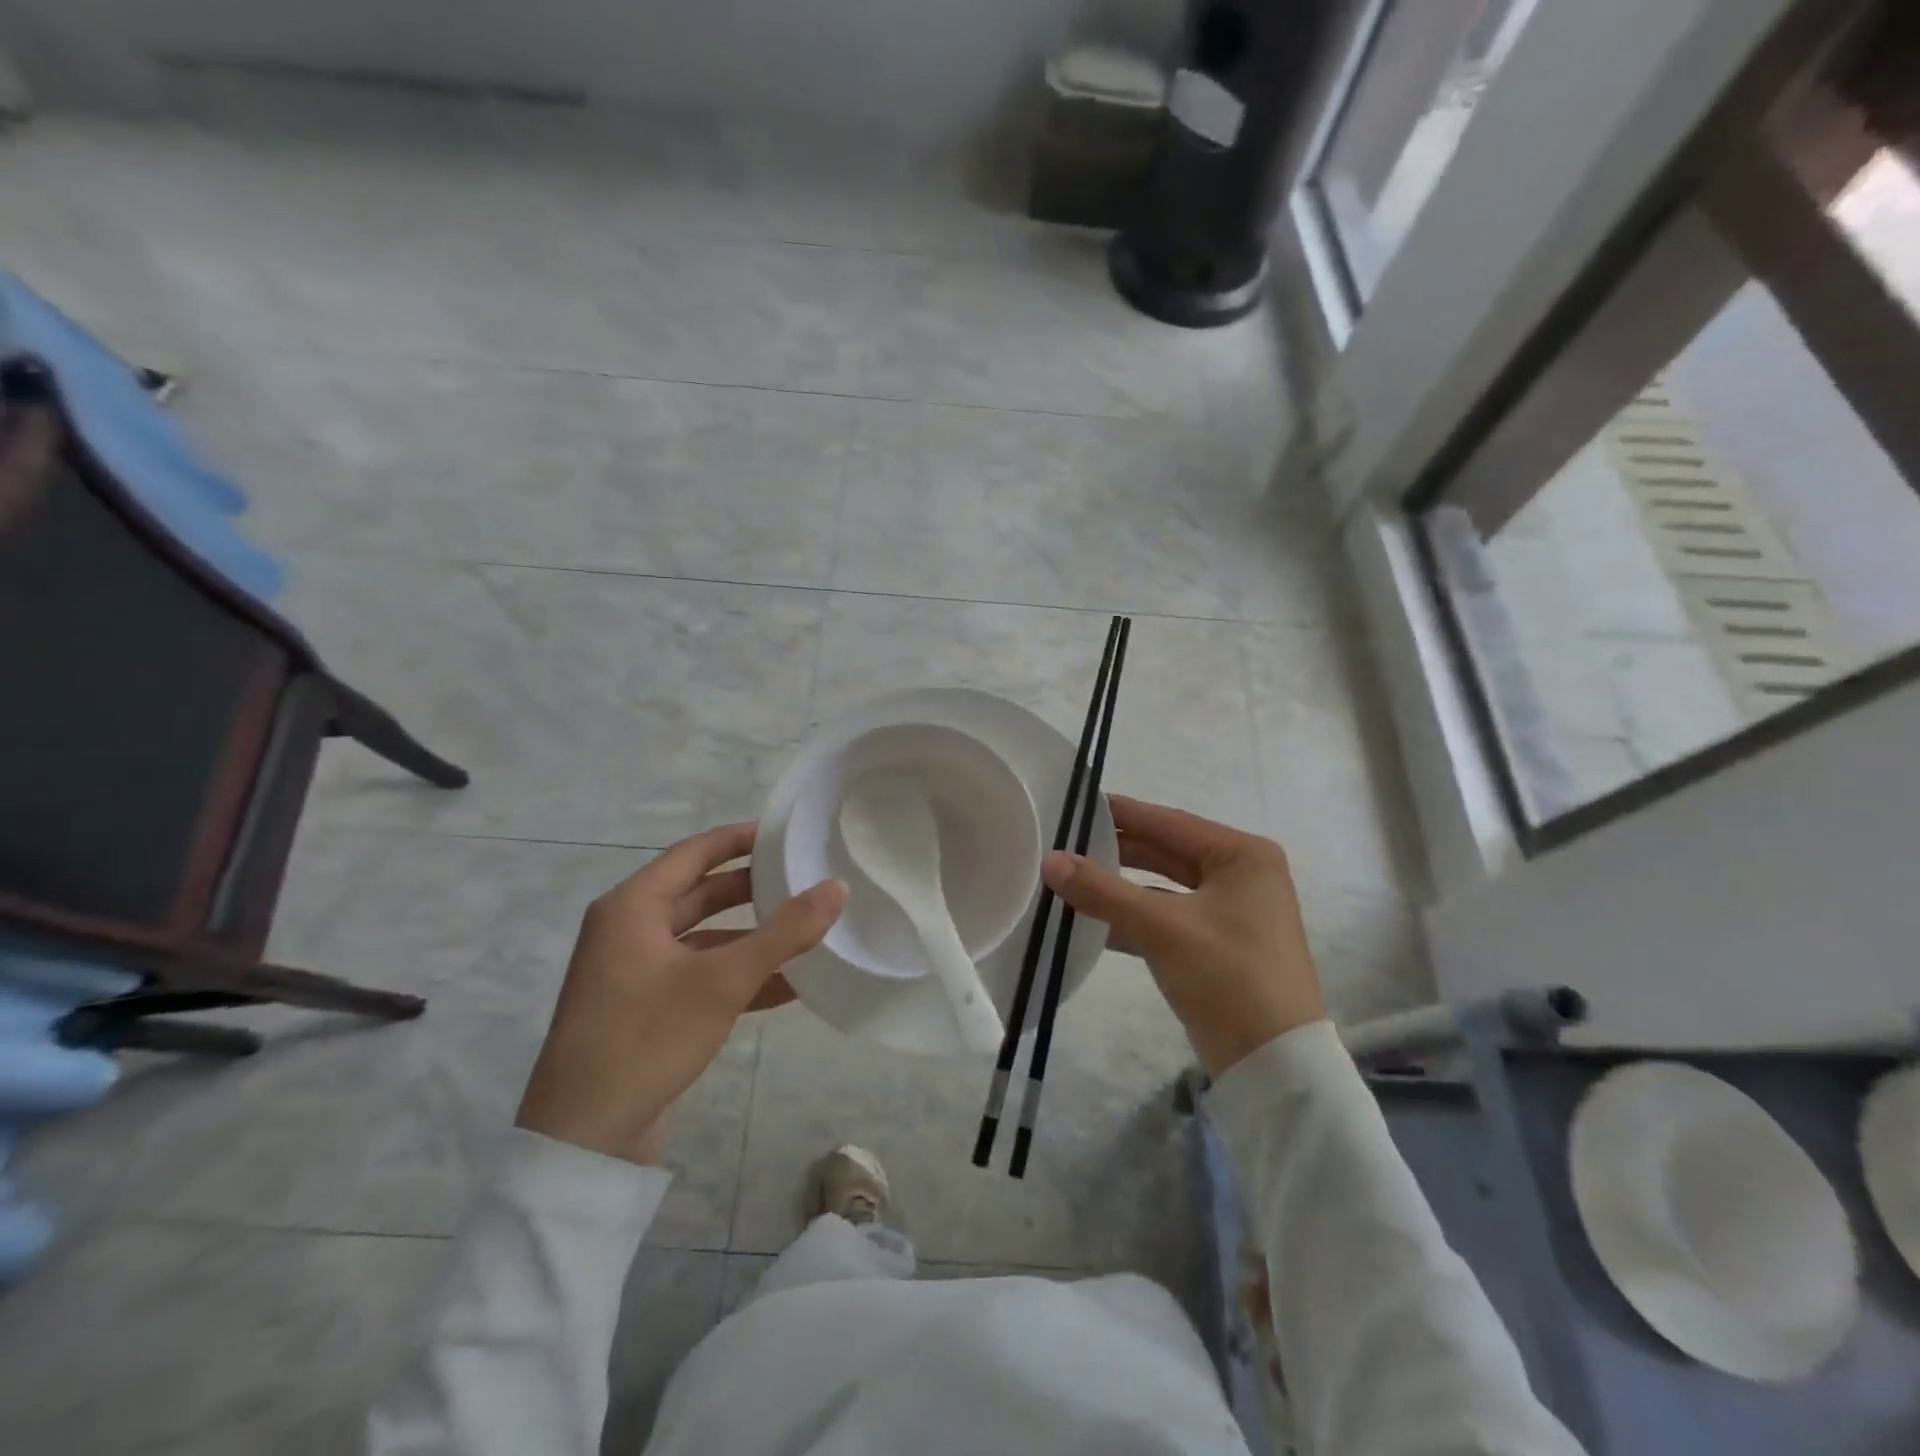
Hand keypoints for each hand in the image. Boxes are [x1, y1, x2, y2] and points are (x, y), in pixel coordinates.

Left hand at [516, 823, 846, 1164]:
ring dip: (750, 936)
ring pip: (703, 938)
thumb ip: (784, 933)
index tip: (785, 833)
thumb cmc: (646, 1038)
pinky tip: (786, 985)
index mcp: (632, 906)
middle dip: (752, 888)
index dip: (740, 838)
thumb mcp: (722, 981)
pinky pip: (699, 975)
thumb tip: (837, 887)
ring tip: (805, 930)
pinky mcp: (645, 1008)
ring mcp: (635, 971)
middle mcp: (629, 930)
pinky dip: (737, 974)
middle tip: (802, 877)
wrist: (584, 1139)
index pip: (694, 853)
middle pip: (699, 893)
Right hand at [1041, 795, 1323, 1076]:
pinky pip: (1167, 917)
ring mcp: (1230, 912)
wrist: (1274, 1066)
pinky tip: (1092, 922)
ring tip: (1069, 879)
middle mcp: (1241, 875)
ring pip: (1163, 887)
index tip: (1074, 803)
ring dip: (1120, 887)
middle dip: (1116, 851)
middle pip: (1165, 853)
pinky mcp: (1217, 945)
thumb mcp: (1163, 928)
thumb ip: (1103, 891)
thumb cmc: (1229, 977)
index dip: (1120, 813)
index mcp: (1242, 855)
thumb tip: (1049, 861)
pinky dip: (1133, 918)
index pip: (1168, 822)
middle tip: (1064, 842)